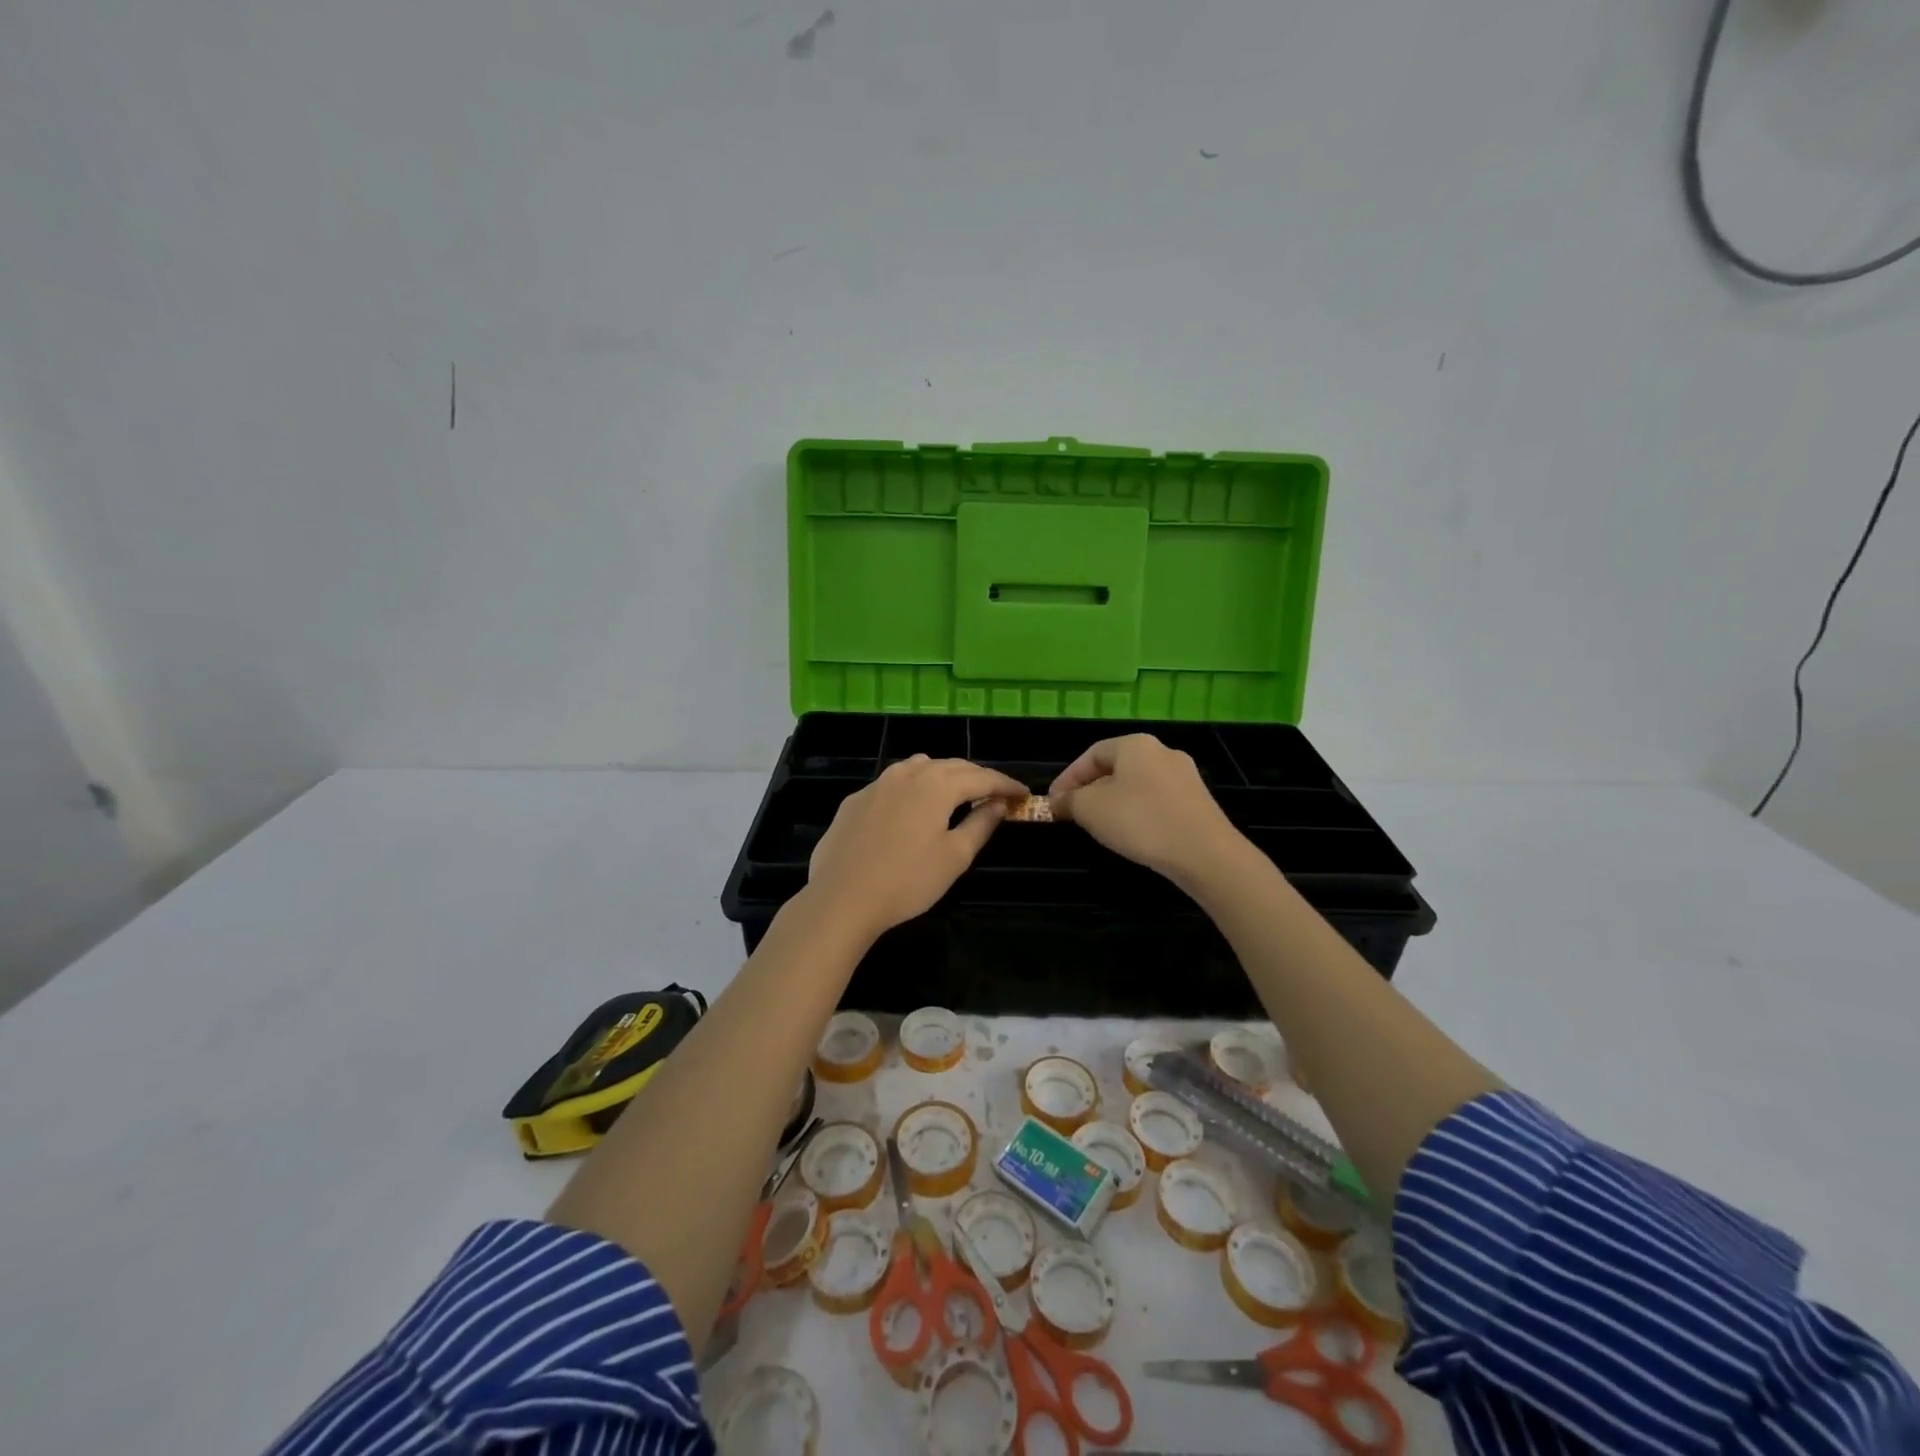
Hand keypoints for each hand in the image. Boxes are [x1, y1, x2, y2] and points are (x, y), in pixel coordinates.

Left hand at [806, 756, 1028, 941]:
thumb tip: (999, 804)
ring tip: (957, 792)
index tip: (1023, 794)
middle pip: (951, 766)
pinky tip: (912, 805)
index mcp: (937, 784)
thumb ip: (981, 824)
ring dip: (944, 775)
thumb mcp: (954, 856)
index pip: (982, 777)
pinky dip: (913, 787)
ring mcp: (877, 784)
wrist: (841, 897)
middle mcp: (908, 773)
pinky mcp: (855, 800)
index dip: (1005, 785)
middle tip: (996, 794)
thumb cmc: (907, 880)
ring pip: (919, 767)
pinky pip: (893, 783)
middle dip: (977, 777)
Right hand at [1048, 735, 1242, 885]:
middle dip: (1090, 790)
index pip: (1091, 754)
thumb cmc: (1140, 821)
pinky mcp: (1198, 801)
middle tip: (1074, 813)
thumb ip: (1069, 801)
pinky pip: (1157, 800)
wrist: (1205, 853)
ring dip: (1114, 802)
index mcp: (1135, 744)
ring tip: (1100, 826)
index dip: (1068, 777)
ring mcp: (1185, 776)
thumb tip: (1058, 801)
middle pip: (1115, 767)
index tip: (1053, 802)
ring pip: (1137, 784)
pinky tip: (1133, 834)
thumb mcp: (1090, 810)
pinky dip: (1139, 812)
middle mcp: (1162, 751)